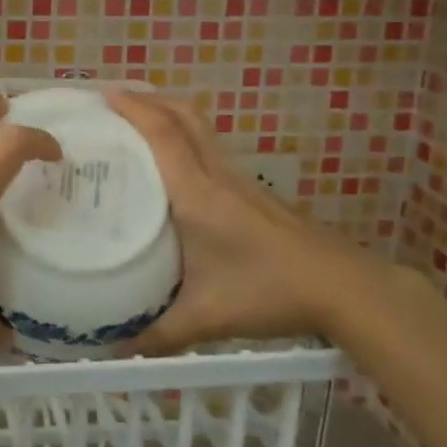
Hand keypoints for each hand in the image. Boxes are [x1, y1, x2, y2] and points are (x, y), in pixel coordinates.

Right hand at [106, 90, 390, 353]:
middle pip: (184, 115)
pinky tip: (174, 166)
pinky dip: (185, 137)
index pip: (163, 134)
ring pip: (200, 128)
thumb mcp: (207, 317)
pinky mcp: (252, 191)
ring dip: (168, 114)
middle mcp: (216, 174)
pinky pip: (210, 148)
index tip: (102, 93)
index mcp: (197, 193)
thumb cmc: (270, 291)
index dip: (133, 107)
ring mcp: (238, 179)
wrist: (343, 286)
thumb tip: (113, 353)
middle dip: (149, 98)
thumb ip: (158, 335)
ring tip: (136, 123)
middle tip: (113, 100)